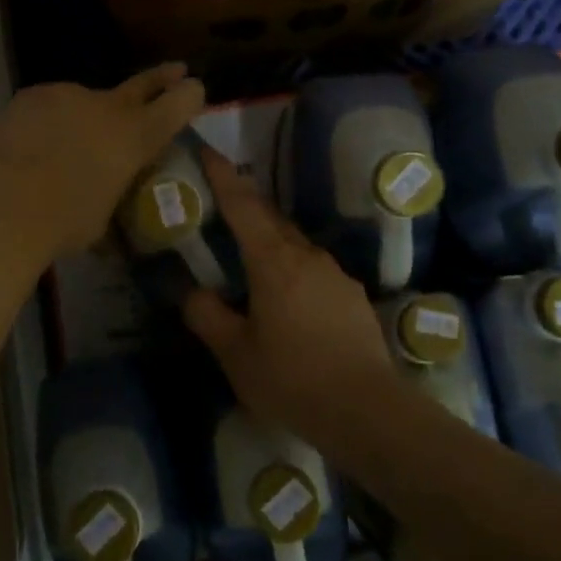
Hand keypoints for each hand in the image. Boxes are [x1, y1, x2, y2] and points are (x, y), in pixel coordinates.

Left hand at [0, 65, 205, 259]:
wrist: (1, 202)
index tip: (195, 88)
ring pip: (85, 101)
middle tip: (176, 69)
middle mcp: (107, 108)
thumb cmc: (63, 222)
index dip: (189, 96)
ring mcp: (67, 96)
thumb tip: (102, 208)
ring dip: (85, 117)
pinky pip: (49, 106)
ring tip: (66, 146)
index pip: (177, 105)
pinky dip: (48, 122)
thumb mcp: (100, 220)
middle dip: (162, 78)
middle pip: (142, 85)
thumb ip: (109, 198)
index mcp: (135, 137)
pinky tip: (33, 145)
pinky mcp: (31, 96)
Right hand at [183, 148, 397, 438]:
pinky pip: (314, 270)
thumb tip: (194, 292)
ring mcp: (335, 275)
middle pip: (271, 219)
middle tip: (221, 206)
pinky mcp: (352, 297)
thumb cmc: (291, 379)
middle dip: (245, 206)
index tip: (207, 150)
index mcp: (273, 262)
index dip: (223, 176)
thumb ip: (208, 316)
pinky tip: (287, 302)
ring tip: (250, 262)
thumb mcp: (236, 354)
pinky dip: (293, 271)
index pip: (243, 205)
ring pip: (294, 245)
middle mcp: (306, 256)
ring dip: (270, 242)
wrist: (366, 410)